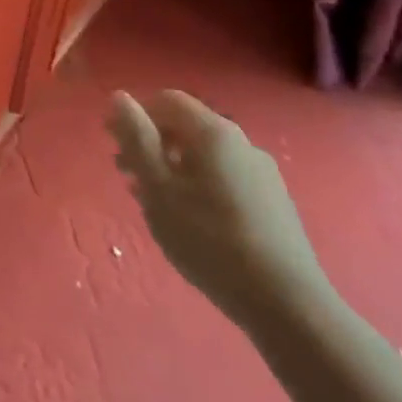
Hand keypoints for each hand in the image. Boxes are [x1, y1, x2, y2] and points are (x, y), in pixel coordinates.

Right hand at [108, 89, 332, 330]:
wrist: (288, 305)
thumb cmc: (208, 238)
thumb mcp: (157, 185)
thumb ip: (135, 137)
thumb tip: (119, 97)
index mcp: (213, 133)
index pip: (168, 100)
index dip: (136, 114)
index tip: (113, 142)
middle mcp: (242, 143)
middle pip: (187, 126)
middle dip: (152, 143)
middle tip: (126, 174)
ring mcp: (263, 174)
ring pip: (205, 156)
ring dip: (172, 167)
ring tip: (153, 201)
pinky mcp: (274, 204)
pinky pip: (225, 178)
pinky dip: (197, 185)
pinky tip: (189, 219)